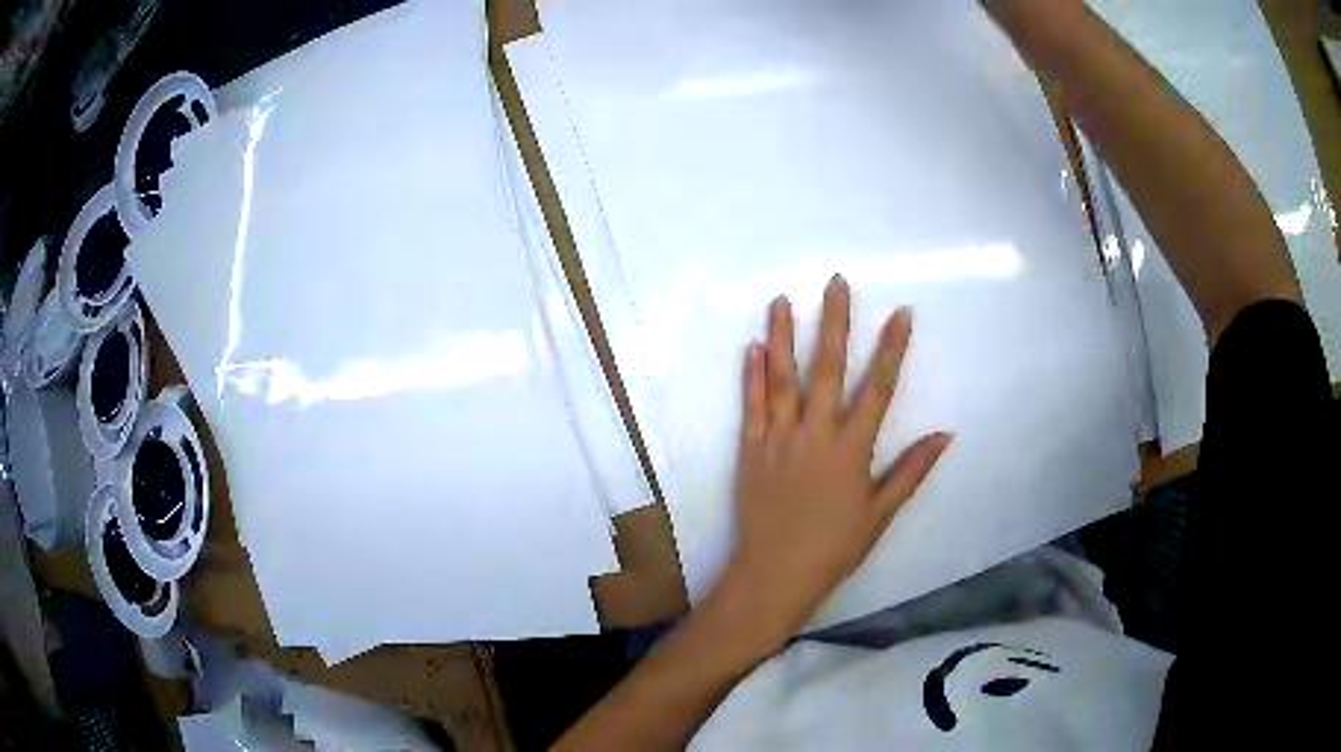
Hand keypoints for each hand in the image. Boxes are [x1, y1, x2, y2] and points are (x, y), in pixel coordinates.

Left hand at [713, 275, 951, 650]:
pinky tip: (752, 347)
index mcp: (851, 449)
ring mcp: (778, 439)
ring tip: (782, 300)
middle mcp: (815, 434)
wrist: (775, 575)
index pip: (878, 388)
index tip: (901, 313)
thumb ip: (911, 471)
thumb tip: (945, 434)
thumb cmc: (834, 548)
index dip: (892, 348)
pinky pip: (752, 406)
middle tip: (835, 283)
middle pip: (827, 368)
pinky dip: (752, 375)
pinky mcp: (750, 450)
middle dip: (834, 322)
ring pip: (782, 378)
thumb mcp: (881, 513)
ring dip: (782, 336)